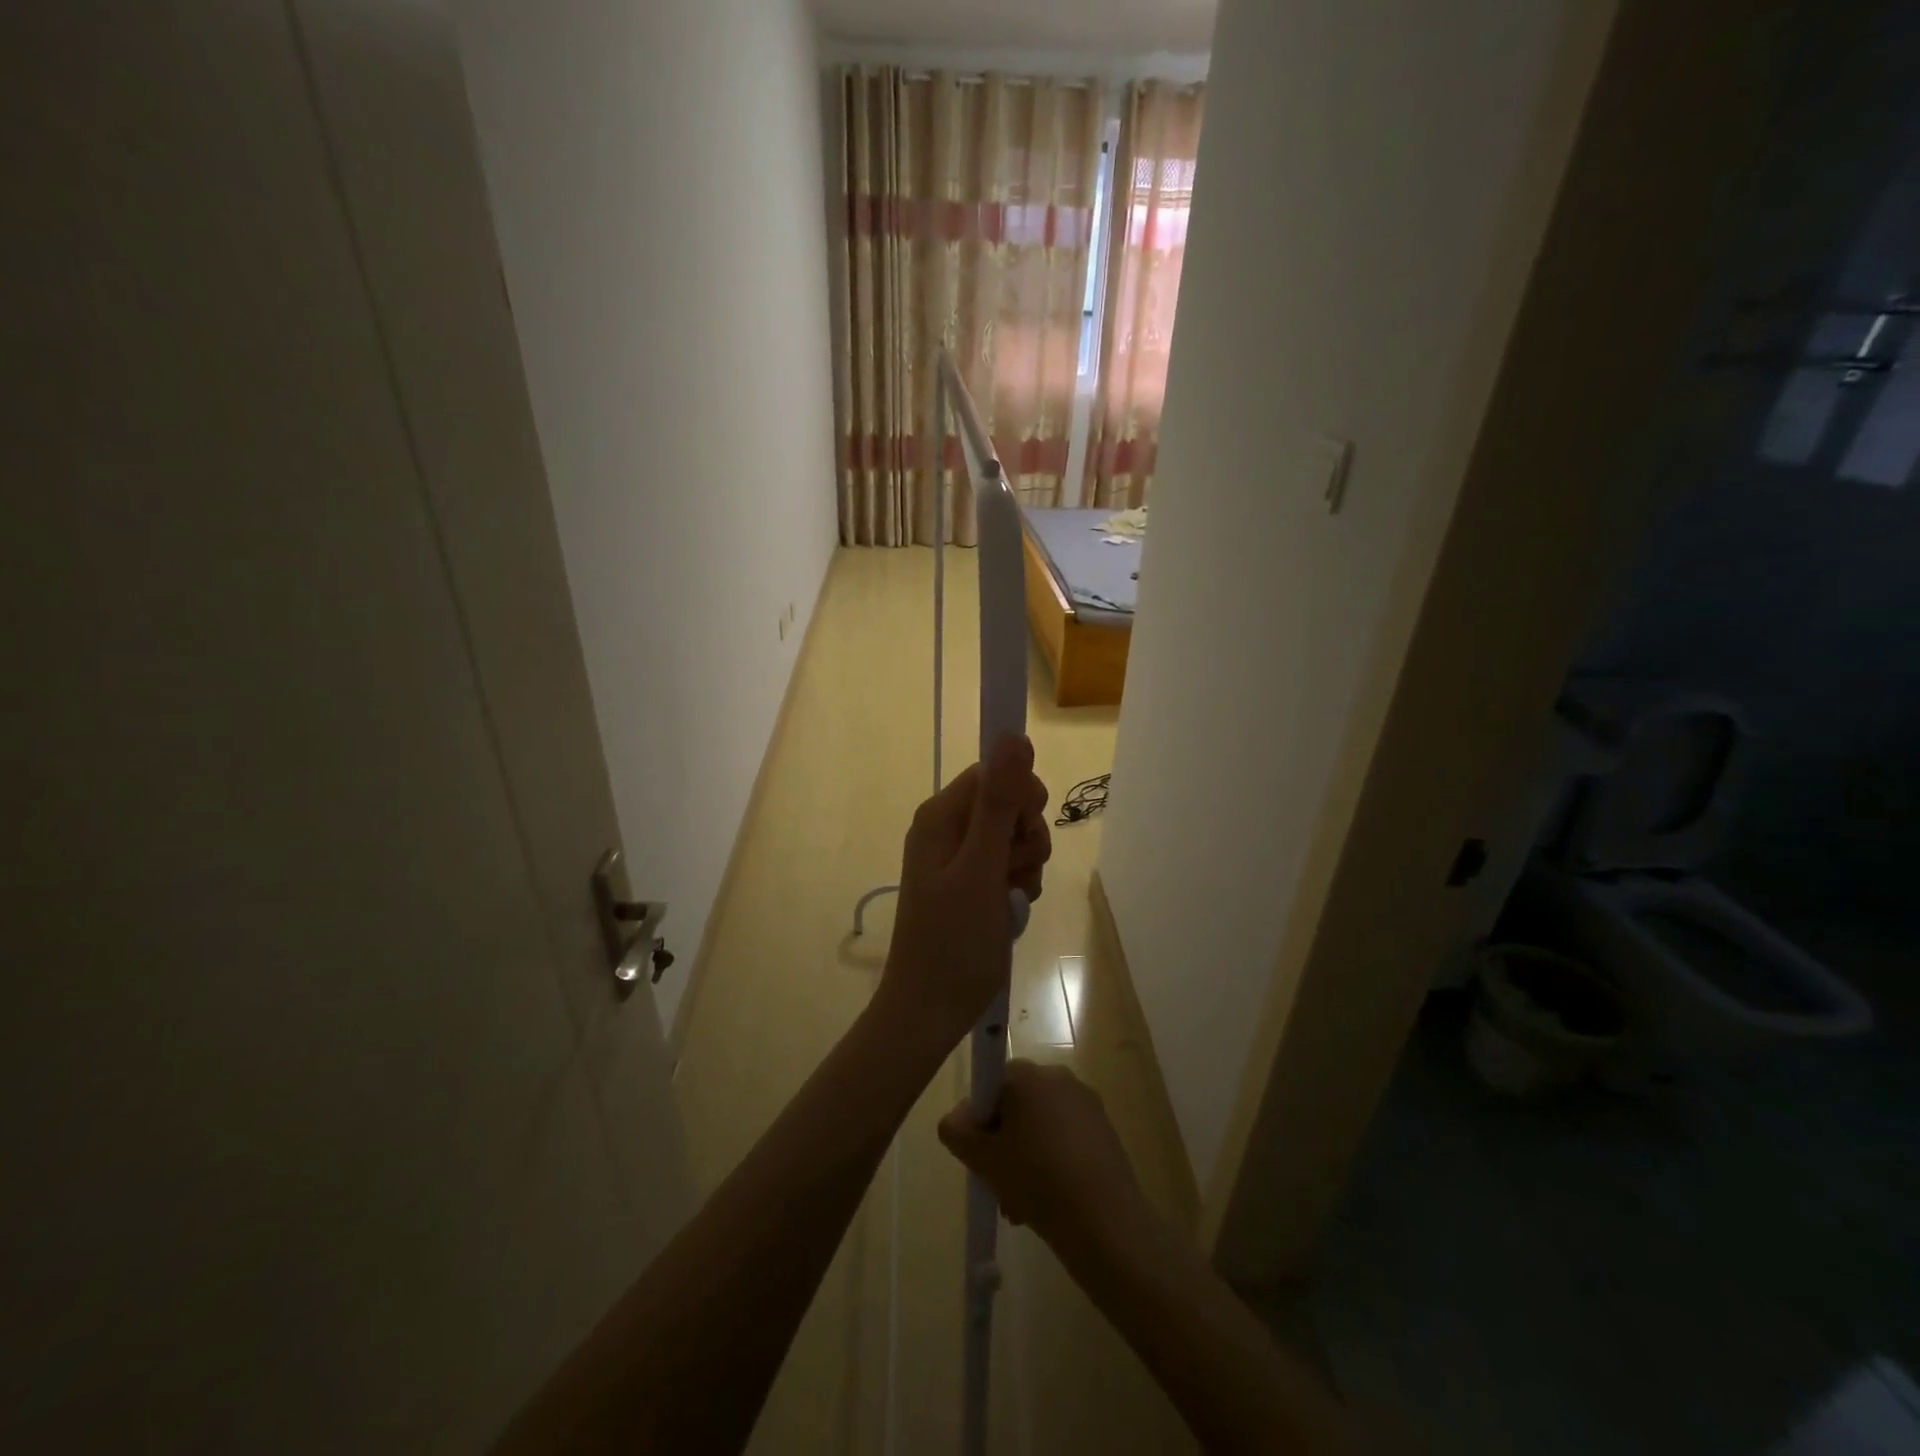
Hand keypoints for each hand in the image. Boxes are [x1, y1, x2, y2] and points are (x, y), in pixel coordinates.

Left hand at [877, 735, 1050, 1052]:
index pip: (995, 772)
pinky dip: (1018, 884)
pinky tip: (1009, 910)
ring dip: (1024, 864)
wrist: (931, 1009)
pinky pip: (1008, 864)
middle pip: (1008, 803)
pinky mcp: (970, 882)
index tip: (1022, 834)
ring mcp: (958, 856)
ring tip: (1009, 898)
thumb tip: (1014, 735)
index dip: (1019, 798)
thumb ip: (999, 802)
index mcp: (941, 815)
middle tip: (1012, 872)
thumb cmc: (955, 940)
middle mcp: (947, 828)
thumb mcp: (981, 868)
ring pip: (1014, 836)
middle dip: (1025, 835)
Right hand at [937, 1060, 1145, 1249]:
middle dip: (1004, 1141)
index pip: (992, 1083)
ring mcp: (1086, 1102)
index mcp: (1028, 1074)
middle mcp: (1059, 1076)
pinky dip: (1054, 1161)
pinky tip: (1050, 1201)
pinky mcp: (1105, 1129)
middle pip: (1017, 1105)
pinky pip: (1067, 1137)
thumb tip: (957, 1119)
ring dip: (1026, 1156)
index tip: (980, 1152)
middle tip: (997, 1182)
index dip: (980, 1117)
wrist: (1103, 1220)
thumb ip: (956, 1131)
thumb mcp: (982, 1159)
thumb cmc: (1036, 1179)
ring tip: (1021, 1204)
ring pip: (1042, 1125)